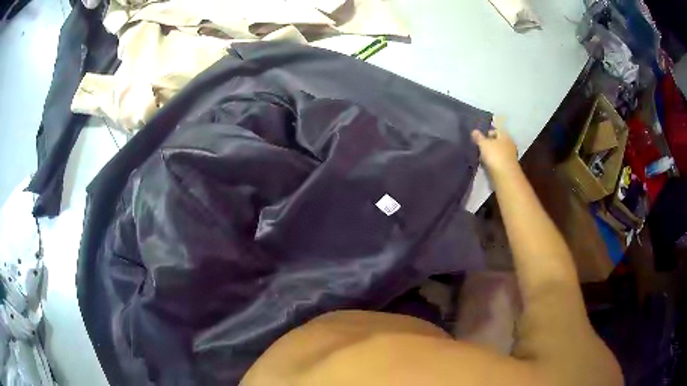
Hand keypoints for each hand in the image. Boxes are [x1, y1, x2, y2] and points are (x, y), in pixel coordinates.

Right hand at [471, 127, 518, 174]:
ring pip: (496, 153)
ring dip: (489, 155)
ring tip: (480, 159)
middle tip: (478, 149)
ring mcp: (509, 157)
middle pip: (496, 142)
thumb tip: (474, 131)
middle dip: (487, 145)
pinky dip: (492, 163)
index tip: (477, 140)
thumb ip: (478, 137)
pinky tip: (486, 166)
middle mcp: (509, 144)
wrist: (505, 177)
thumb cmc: (495, 156)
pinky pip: (497, 162)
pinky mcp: (507, 167)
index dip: (485, 134)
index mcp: (505, 135)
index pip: (495, 131)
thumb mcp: (483, 144)